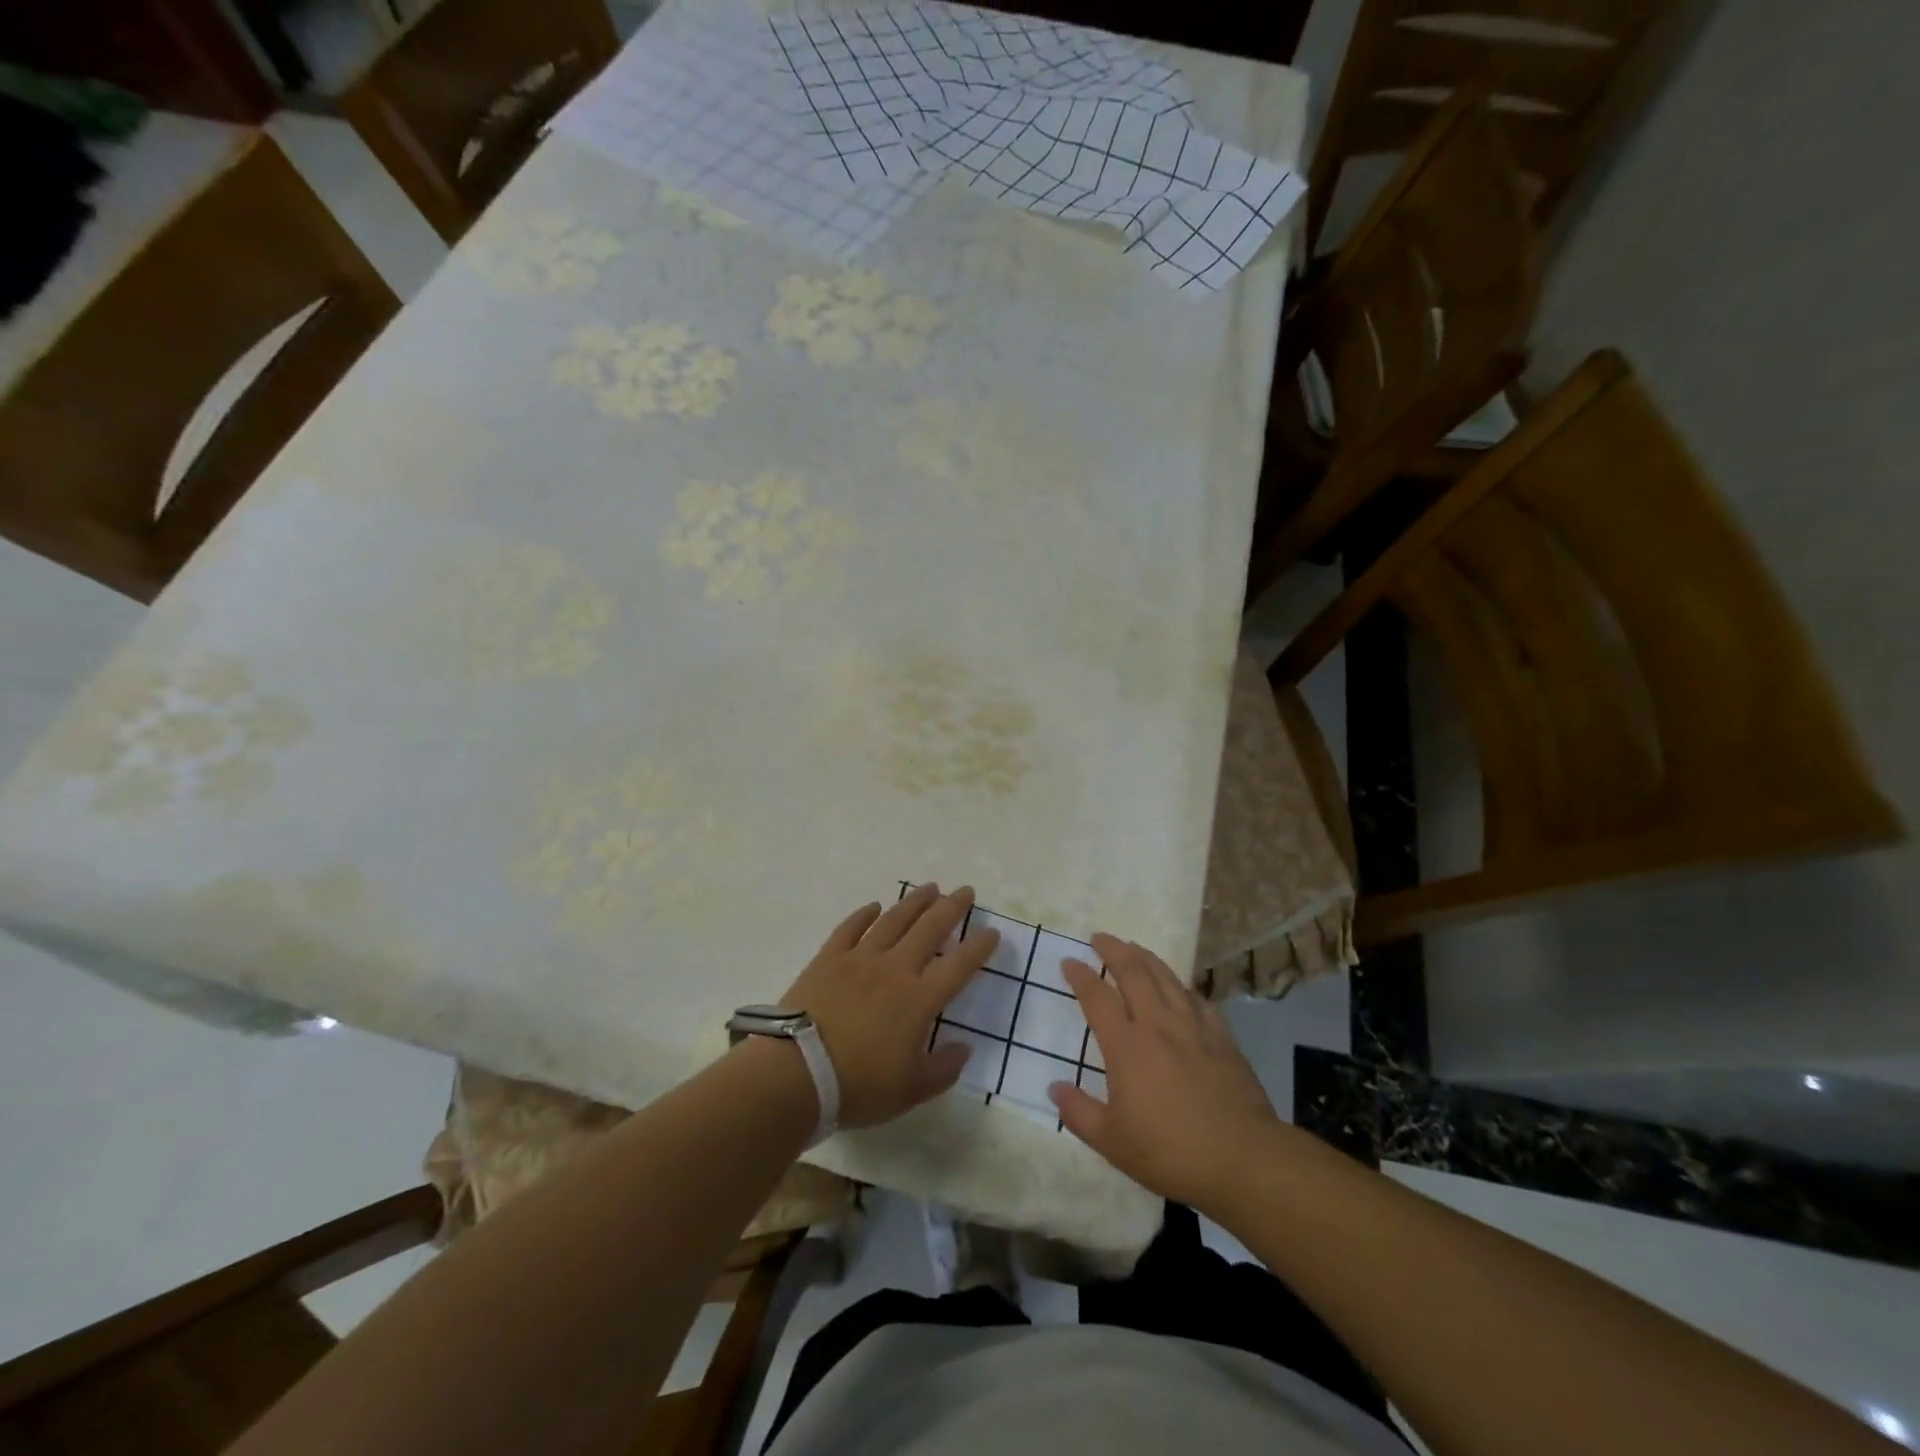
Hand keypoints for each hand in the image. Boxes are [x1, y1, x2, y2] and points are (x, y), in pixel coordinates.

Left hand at [779, 884, 998, 1128]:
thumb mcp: (911, 1091)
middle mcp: (894, 969)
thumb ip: (943, 1069)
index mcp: (919, 999)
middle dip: (951, 908)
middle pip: (929, 929)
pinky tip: (874, 906)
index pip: (959, 965)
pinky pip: (850, 928)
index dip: (979, 947)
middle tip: (965, 891)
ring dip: (914, 902)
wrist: (795, 1074)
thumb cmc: (857, 1087)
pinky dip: (864, 914)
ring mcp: (859, 959)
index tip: (993, 931)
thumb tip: (964, 1048)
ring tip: (930, 888)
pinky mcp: (828, 959)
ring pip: (893, 920)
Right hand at [1048, 934, 1284, 1208]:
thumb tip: (1055, 1088)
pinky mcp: (1222, 1038)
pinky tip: (1181, 988)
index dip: (1081, 976)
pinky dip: (1183, 987)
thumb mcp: (1112, 1142)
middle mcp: (1157, 1025)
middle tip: (1100, 938)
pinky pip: (1198, 1000)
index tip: (1069, 961)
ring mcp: (1194, 1028)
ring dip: (1146, 958)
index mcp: (1126, 1046)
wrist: (1242, 1159)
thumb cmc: (1169, 1151)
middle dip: (1114, 950)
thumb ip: (1079, 1112)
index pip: (1097, 998)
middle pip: (1134, 973)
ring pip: (1167, 978)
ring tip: (1134, 947)